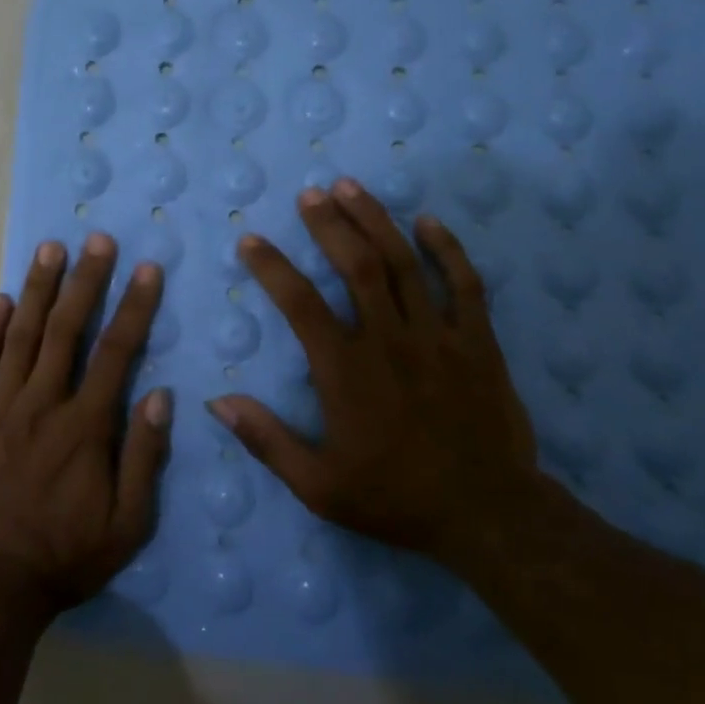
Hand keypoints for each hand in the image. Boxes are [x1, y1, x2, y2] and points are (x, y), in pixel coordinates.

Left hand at [0, 234, 170, 612]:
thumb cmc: (67, 555)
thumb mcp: (128, 523)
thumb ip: (145, 457)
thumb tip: (160, 396)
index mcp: (85, 426)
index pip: (116, 351)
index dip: (134, 306)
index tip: (146, 268)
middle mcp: (43, 404)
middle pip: (66, 329)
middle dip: (86, 280)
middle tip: (97, 239)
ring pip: (21, 335)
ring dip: (37, 288)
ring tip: (50, 249)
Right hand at [208, 179, 540, 567]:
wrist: (487, 516)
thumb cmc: (396, 498)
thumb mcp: (318, 486)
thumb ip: (266, 440)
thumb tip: (217, 401)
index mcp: (346, 371)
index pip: (300, 304)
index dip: (271, 267)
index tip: (251, 241)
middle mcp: (389, 340)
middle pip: (357, 265)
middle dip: (329, 224)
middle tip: (310, 194)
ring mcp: (439, 337)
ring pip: (404, 264)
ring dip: (376, 220)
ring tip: (352, 187)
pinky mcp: (479, 342)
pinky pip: (464, 284)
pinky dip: (447, 248)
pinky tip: (427, 221)